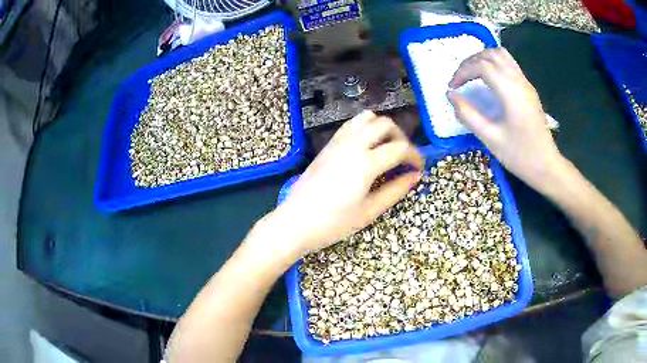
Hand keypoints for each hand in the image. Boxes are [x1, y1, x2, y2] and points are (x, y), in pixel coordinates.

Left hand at [271, 111, 423, 254]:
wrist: (295, 222)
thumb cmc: (333, 223)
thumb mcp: (369, 211)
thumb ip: (395, 191)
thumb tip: (415, 176)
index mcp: (365, 163)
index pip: (399, 148)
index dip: (415, 156)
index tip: (419, 168)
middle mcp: (352, 145)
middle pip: (385, 124)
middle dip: (401, 137)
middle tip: (404, 157)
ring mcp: (337, 142)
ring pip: (366, 118)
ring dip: (382, 128)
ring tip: (386, 148)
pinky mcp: (327, 145)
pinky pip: (350, 125)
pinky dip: (365, 128)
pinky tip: (367, 147)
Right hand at [447, 48, 564, 189]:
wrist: (547, 166)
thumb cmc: (520, 155)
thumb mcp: (490, 138)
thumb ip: (468, 114)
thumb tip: (451, 95)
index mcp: (510, 91)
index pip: (482, 66)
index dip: (463, 72)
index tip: (453, 87)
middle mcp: (519, 81)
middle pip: (491, 55)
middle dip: (471, 62)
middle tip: (460, 78)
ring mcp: (526, 84)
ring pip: (502, 55)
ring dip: (483, 59)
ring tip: (472, 74)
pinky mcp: (529, 90)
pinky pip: (510, 65)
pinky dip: (494, 64)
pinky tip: (489, 80)